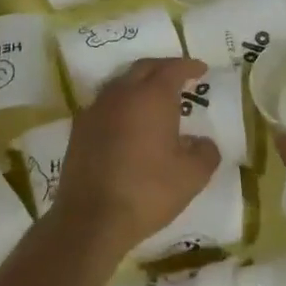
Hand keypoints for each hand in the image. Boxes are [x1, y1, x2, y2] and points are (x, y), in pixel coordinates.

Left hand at [50, 56, 219, 268]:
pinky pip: (105, 104)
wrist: (92, 219)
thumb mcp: (193, 176)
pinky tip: (128, 122)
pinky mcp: (79, 129)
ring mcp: (96, 110)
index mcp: (152, 96)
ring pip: (121, 83)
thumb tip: (202, 142)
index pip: (173, 69)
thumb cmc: (148, 191)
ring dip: (139, 84)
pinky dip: (121, 104)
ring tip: (154, 98)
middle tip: (179, 77)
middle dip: (163, 68)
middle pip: (144, 68)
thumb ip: (205, 152)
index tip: (201, 69)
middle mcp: (121, 94)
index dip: (189, 66)